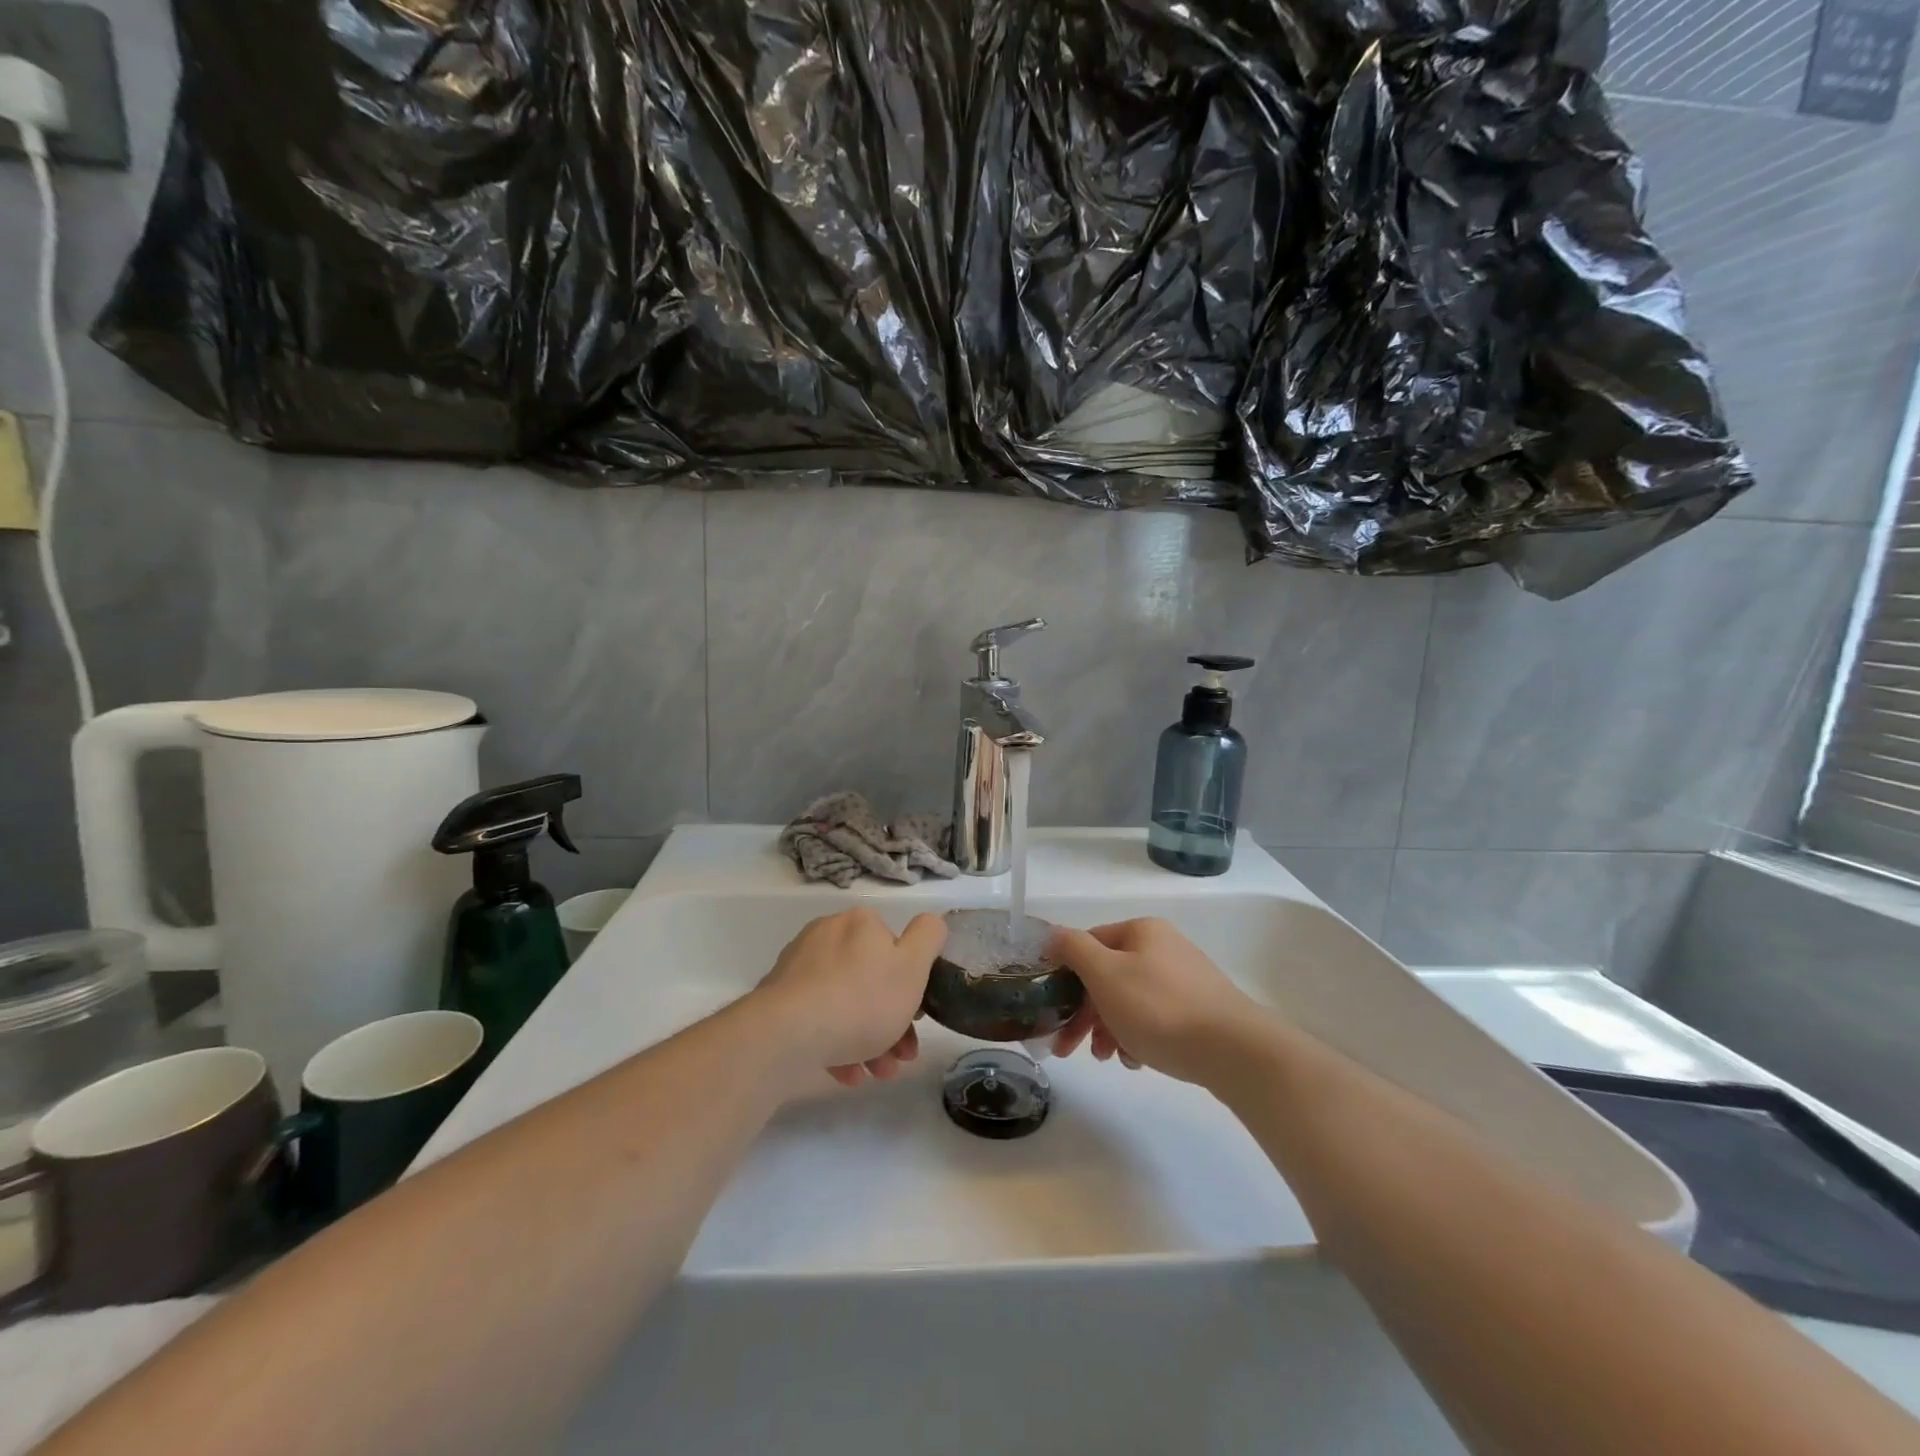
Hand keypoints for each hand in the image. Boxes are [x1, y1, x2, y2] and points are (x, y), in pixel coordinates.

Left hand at [754, 909, 945, 1085]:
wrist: (787, 1034)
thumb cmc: (861, 1000)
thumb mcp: (912, 967)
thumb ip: (928, 937)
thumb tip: (931, 923)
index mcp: (861, 923)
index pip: (896, 949)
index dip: (912, 986)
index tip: (918, 1020)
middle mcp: (828, 934)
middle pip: (871, 979)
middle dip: (892, 1021)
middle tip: (901, 1057)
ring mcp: (800, 966)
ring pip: (846, 1003)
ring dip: (868, 1040)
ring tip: (877, 1074)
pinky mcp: (778, 998)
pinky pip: (818, 1018)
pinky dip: (837, 1044)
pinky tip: (848, 1074)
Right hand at [1046, 918, 1266, 1085]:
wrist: (1234, 1050)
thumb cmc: (1159, 1008)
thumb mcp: (1105, 974)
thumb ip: (1074, 949)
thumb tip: (1053, 934)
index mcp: (1142, 931)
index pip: (1089, 944)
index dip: (1065, 976)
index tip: (1051, 1010)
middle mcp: (1164, 948)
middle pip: (1109, 976)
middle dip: (1084, 1012)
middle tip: (1067, 1048)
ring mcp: (1185, 979)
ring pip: (1130, 1000)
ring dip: (1108, 1028)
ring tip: (1105, 1057)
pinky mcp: (1200, 1011)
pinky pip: (1156, 1019)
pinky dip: (1138, 1036)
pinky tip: (1136, 1060)